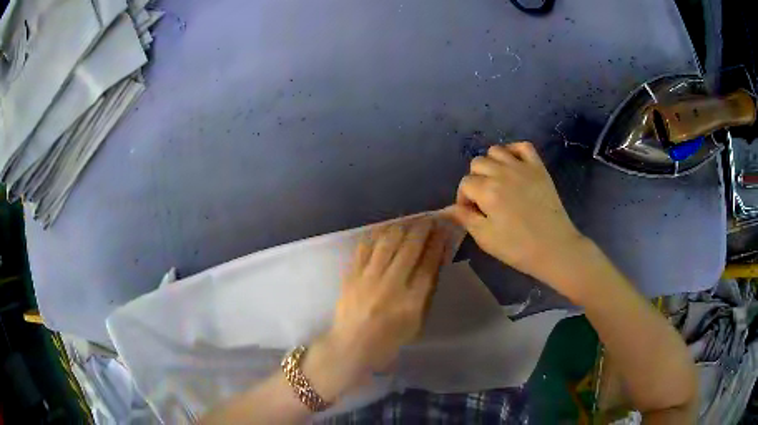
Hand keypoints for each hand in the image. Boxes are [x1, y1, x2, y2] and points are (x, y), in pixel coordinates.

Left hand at [304, 219, 448, 399]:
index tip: (442, 230)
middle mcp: (390, 285)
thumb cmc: (389, 340)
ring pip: (386, 243)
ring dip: (400, 228)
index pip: (428, 264)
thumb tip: (434, 263)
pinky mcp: (351, 275)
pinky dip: (376, 236)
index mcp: (411, 301)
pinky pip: (364, 248)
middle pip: (409, 248)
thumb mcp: (416, 322)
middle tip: (428, 220)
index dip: (437, 244)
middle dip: (421, 230)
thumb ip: (426, 293)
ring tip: (408, 223)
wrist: (351, 346)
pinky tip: (383, 231)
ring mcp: (368, 278)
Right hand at [447, 142, 589, 294]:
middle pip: (477, 163)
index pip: (465, 184)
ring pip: (496, 150)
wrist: (554, 247)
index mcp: (487, 191)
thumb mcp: (485, 238)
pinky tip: (513, 165)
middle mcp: (502, 172)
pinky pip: (523, 146)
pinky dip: (514, 151)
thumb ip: (465, 218)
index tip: (471, 213)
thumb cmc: (517, 248)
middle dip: (475, 180)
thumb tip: (449, 208)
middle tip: (484, 199)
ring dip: (492, 164)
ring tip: (497, 181)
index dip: (464, 199)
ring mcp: (522, 167)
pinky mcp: (539, 168)